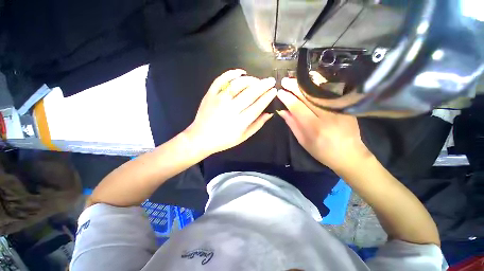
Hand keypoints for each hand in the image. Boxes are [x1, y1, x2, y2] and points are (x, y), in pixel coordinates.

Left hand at [185, 69, 276, 155]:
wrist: (201, 138)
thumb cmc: (224, 140)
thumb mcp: (243, 137)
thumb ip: (257, 125)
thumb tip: (269, 114)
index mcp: (240, 122)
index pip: (257, 106)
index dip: (267, 97)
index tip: (274, 90)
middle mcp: (230, 109)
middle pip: (250, 94)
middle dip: (263, 85)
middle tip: (270, 80)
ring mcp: (219, 100)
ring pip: (237, 85)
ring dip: (250, 80)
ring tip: (257, 80)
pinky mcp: (210, 94)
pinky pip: (221, 80)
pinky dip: (231, 73)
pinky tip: (240, 72)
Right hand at [277, 77, 370, 173]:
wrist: (350, 155)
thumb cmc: (322, 152)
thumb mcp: (303, 141)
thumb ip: (292, 124)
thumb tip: (282, 110)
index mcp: (314, 127)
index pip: (298, 107)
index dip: (287, 98)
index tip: (279, 92)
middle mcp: (328, 116)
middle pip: (309, 96)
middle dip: (295, 87)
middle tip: (285, 81)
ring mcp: (339, 109)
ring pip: (320, 92)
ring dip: (306, 84)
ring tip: (295, 79)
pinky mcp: (346, 107)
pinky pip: (330, 93)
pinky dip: (319, 85)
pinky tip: (311, 80)